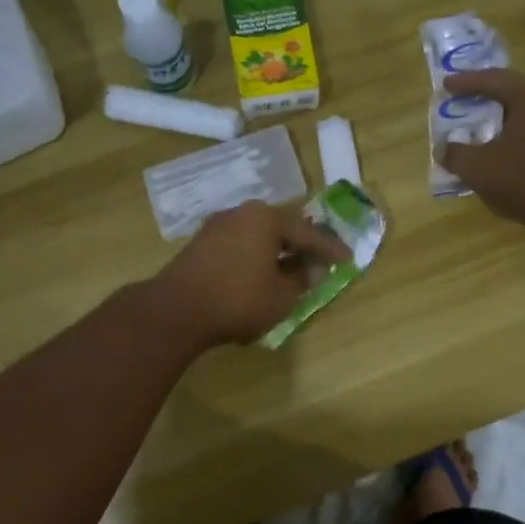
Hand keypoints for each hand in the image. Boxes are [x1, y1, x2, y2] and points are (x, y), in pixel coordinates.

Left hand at [143, 200, 351, 350]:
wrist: (176, 310)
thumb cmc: (238, 299)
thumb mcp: (282, 296)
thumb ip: (302, 279)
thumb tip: (311, 269)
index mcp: (266, 218)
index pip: (308, 233)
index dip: (330, 249)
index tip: (348, 258)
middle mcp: (242, 213)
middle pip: (281, 229)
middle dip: (301, 245)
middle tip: (320, 259)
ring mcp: (217, 226)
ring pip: (258, 237)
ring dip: (276, 252)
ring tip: (291, 269)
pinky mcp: (200, 244)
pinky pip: (239, 246)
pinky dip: (255, 257)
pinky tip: (260, 274)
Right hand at [440, 69, 524, 223]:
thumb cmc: (521, 177)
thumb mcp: (477, 166)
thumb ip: (455, 153)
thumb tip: (444, 150)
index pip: (493, 79)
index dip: (466, 82)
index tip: (446, 85)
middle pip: (511, 94)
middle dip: (484, 99)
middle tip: (461, 102)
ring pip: (523, 116)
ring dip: (498, 122)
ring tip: (477, 129)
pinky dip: (511, 138)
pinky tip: (497, 152)